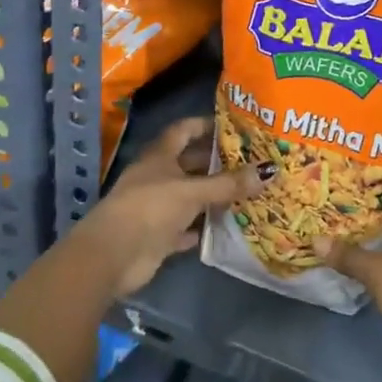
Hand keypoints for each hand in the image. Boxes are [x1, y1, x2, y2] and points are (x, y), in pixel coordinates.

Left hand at [74, 116, 260, 297]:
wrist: (112, 256)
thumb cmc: (150, 208)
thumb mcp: (193, 191)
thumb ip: (228, 184)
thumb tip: (269, 170)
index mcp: (160, 156)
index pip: (184, 130)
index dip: (205, 124)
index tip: (233, 125)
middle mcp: (157, 177)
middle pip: (190, 164)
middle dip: (217, 162)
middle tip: (251, 161)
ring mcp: (156, 207)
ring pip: (190, 196)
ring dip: (213, 196)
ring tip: (247, 191)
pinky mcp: (158, 236)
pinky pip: (186, 227)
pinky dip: (203, 227)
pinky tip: (227, 225)